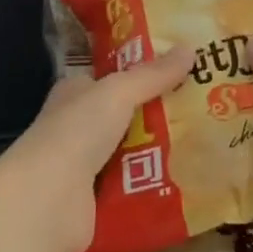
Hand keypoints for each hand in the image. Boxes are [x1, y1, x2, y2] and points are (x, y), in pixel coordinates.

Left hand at [0, 49, 194, 251]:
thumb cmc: (76, 133)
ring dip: (162, 152)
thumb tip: (191, 48)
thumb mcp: (118, 92)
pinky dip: (155, 185)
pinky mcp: (96, 203)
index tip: (180, 71)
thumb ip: (153, 75)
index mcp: (75, 94)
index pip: (110, 79)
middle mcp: (77, 128)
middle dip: (160, 114)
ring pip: (133, 153)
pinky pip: (134, 188)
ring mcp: (85, 168)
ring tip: (206, 142)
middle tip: (204, 108)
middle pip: (126, 117)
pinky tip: (189, 179)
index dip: (141, 74)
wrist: (46, 202)